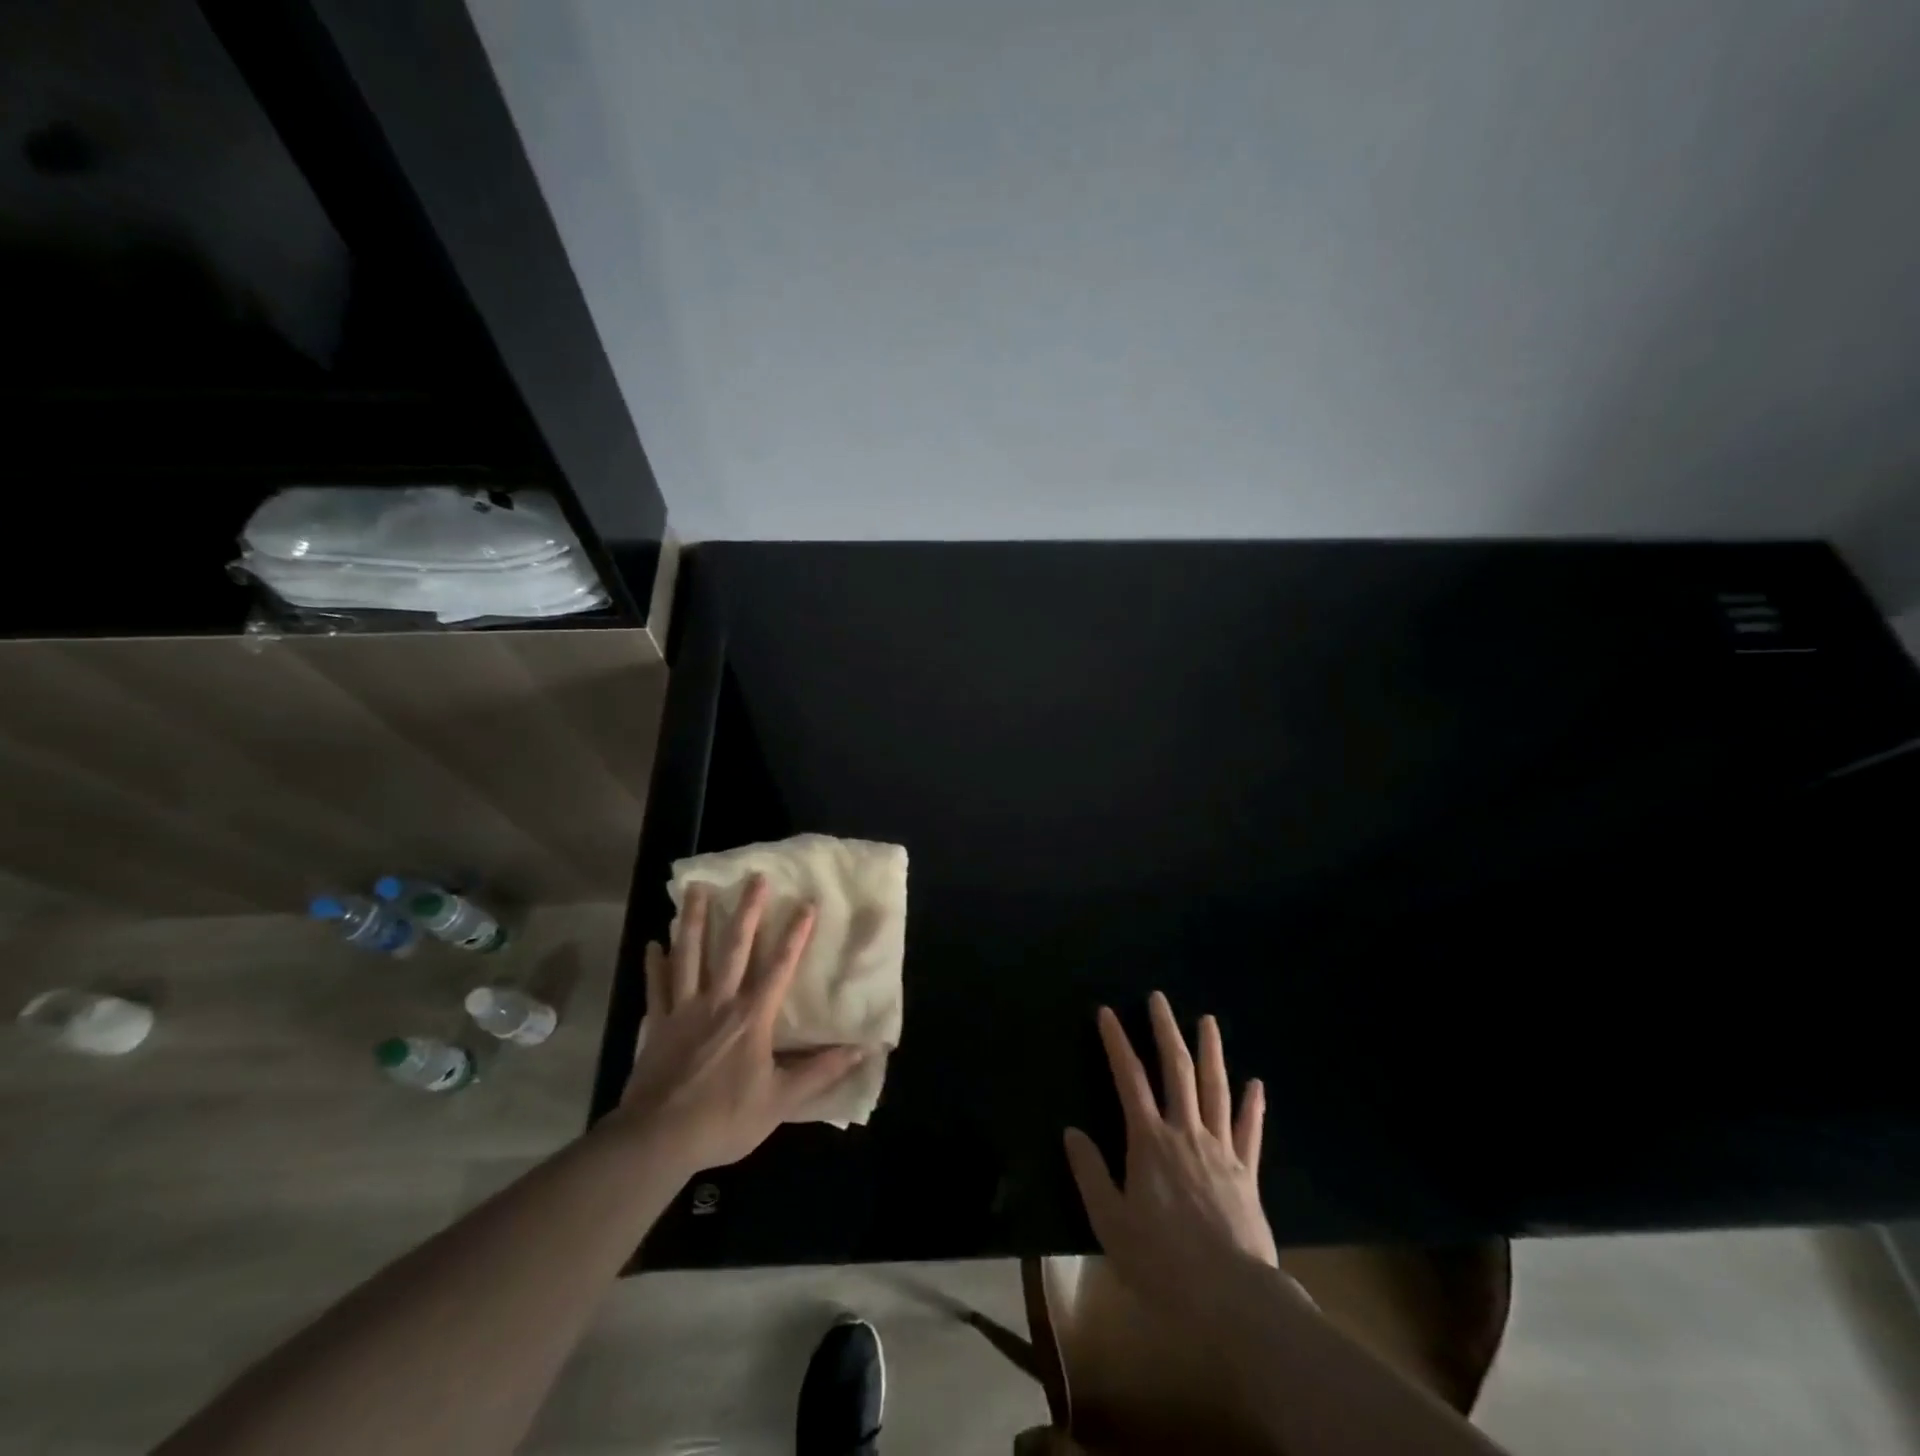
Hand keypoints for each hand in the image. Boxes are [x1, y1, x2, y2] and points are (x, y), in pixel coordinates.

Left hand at [612, 876, 863, 1172]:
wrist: (657, 1140)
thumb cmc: (723, 1119)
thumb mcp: (780, 1101)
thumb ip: (820, 1072)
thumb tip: (861, 1050)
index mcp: (752, 1017)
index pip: (780, 966)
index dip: (796, 934)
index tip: (807, 903)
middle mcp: (719, 1002)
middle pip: (734, 947)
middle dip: (747, 910)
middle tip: (754, 877)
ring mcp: (683, 1010)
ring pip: (690, 955)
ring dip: (694, 920)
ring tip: (696, 889)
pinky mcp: (657, 1024)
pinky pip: (657, 987)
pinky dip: (655, 964)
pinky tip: (654, 943)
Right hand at [1065, 992, 1278, 1316]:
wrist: (1232, 1300)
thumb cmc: (1162, 1262)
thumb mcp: (1111, 1222)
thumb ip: (1091, 1172)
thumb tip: (1071, 1131)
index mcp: (1149, 1141)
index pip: (1129, 1078)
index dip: (1116, 1042)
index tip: (1107, 1012)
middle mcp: (1185, 1133)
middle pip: (1177, 1070)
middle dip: (1165, 1030)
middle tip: (1160, 998)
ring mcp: (1221, 1150)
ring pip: (1216, 1089)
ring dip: (1211, 1051)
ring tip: (1208, 1021)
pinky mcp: (1247, 1174)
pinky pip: (1250, 1131)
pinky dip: (1252, 1105)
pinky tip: (1255, 1084)